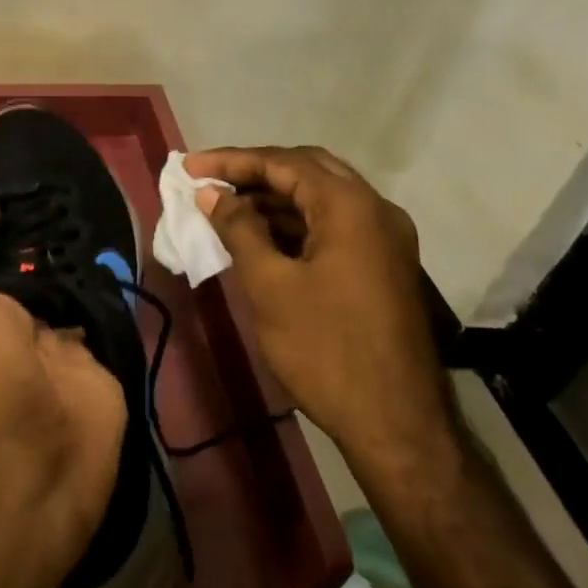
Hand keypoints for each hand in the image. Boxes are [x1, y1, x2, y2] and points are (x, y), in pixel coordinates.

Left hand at [0, 179, 127, 575]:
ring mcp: (72, 338)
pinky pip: (117, 311)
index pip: (9, 248)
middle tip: (93, 178)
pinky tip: (139, 243)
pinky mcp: (109, 356)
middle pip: (51, 263)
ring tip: (119, 197)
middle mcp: (30, 317)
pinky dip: (124, 284)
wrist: (34, 464)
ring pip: (86, 283)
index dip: (24, 213)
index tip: (47, 170)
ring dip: (98, 252)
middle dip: (67, 229)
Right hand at [184, 145, 456, 476]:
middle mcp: (375, 209)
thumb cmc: (326, 350)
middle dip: (255, 171)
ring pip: (322, 197)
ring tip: (226, 207)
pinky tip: (262, 236)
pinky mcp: (384, 264)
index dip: (231, 161)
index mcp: (350, 206)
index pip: (283, 162)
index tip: (190, 167)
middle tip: (210, 180)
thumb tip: (211, 193)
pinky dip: (297, 223)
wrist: (398, 426)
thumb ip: (238, 229)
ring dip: (275, 197)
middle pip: (306, 169)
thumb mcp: (270, 286)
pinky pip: (334, 225)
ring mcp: (385, 238)